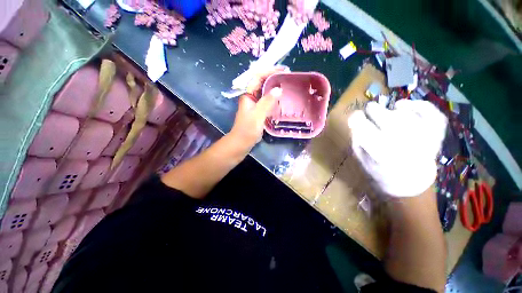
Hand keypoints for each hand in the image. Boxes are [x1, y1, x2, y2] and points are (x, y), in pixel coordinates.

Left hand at [229, 66, 285, 148]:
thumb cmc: (247, 129)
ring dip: (274, 87)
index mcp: (248, 95)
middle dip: (273, 77)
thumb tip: (278, 89)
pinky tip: (281, 99)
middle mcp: (251, 97)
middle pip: (262, 83)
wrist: (242, 142)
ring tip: (287, 85)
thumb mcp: (257, 115)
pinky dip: (274, 98)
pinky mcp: (258, 111)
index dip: (269, 71)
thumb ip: (266, 102)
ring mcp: (255, 104)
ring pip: (265, 92)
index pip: (257, 77)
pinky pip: (267, 101)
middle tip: (287, 77)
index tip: (283, 70)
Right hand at [348, 100, 447, 196]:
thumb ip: (357, 140)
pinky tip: (405, 106)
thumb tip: (355, 121)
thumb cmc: (380, 170)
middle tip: (370, 110)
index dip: (357, 119)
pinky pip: (432, 114)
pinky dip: (420, 105)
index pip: (364, 129)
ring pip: (406, 114)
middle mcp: (403, 146)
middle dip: (373, 110)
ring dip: (391, 111)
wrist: (409, 182)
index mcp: (380, 154)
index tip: (355, 116)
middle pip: (386, 118)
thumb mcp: (361, 158)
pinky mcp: (436, 135)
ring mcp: (424, 140)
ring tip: (386, 115)